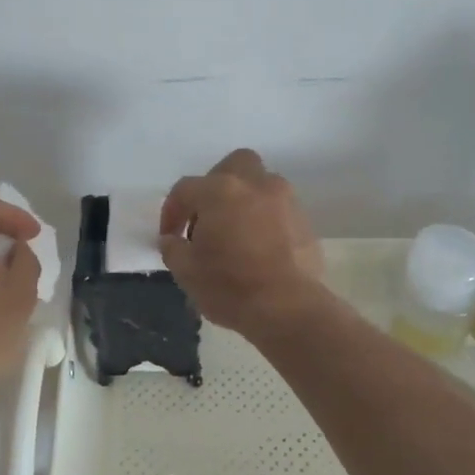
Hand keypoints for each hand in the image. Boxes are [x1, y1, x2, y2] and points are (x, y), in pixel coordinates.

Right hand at [158, 149, 323, 332]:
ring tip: (235, 232)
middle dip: (217, 183)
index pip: (185, 189)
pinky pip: (279, 210)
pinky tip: (259, 247)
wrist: (289, 309)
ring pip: (261, 184)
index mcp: (220, 191)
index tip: (169, 237)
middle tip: (207, 215)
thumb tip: (172, 240)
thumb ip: (173, 248)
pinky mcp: (305, 222)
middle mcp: (255, 185)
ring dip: (245, 200)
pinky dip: (266, 220)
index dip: (172, 211)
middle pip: (234, 165)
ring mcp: (285, 201)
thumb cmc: (229, 286)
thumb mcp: (186, 271)